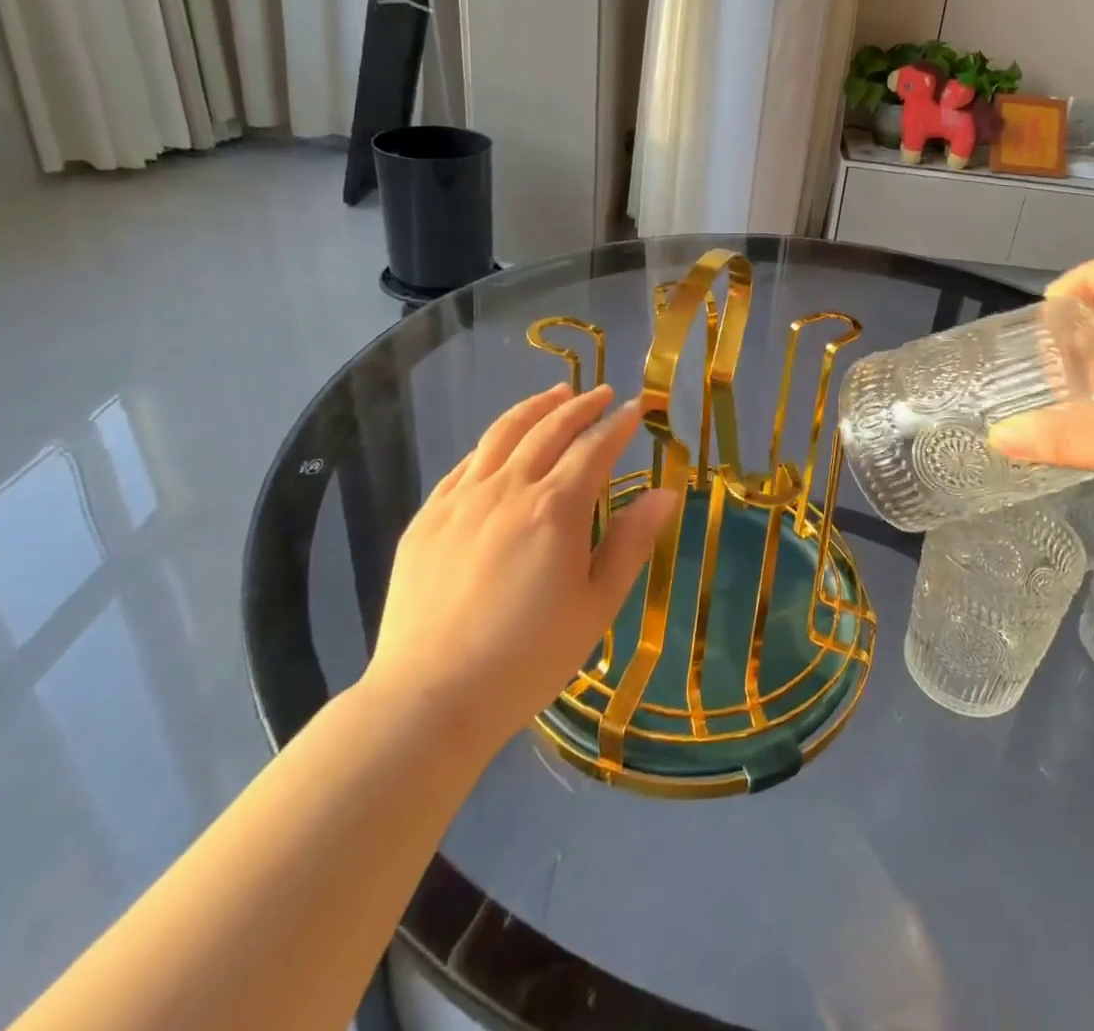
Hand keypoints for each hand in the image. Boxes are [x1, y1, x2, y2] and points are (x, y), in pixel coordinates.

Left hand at [363, 383, 679, 747]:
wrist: (430, 698)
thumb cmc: (528, 658)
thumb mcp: (597, 606)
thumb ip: (631, 542)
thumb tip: (666, 493)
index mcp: (555, 509)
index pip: (594, 448)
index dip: (619, 424)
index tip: (637, 407)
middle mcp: (508, 488)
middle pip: (549, 429)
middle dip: (582, 405)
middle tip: (603, 393)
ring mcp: (461, 499)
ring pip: (503, 434)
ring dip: (536, 408)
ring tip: (557, 394)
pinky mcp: (427, 518)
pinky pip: (464, 463)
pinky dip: (492, 442)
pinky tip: (501, 444)